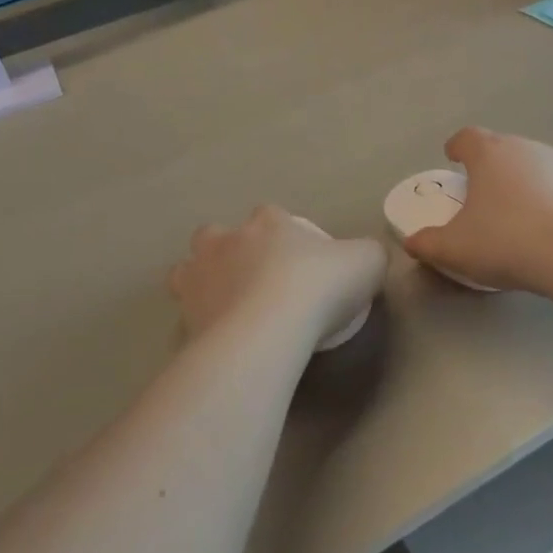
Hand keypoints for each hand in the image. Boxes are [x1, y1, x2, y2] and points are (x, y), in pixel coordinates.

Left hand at [169, 205, 386, 344]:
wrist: (268, 329)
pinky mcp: (184, 313)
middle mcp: (227, 240)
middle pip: (220, 234)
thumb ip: (367, 255)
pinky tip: (216, 336)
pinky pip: (186, 311)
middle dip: (231, 250)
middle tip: (256, 280)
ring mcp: (199, 275)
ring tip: (226, 305)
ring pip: (190, 267)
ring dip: (204, 279)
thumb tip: (366, 257)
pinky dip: (197, 319)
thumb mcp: (367, 263)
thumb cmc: (319, 287)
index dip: (285, 234)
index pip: (271, 215)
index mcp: (268, 222)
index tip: (300, 261)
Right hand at [403, 128, 552, 294]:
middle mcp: (523, 149)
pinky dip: (544, 199)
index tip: (451, 158)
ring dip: (517, 180)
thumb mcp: (455, 249)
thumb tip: (411, 242)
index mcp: (488, 154)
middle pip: (499, 147)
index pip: (467, 137)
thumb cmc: (506, 240)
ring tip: (511, 210)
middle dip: (487, 164)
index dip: (456, 146)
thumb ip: (428, 244)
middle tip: (478, 189)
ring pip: (529, 165)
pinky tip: (543, 227)